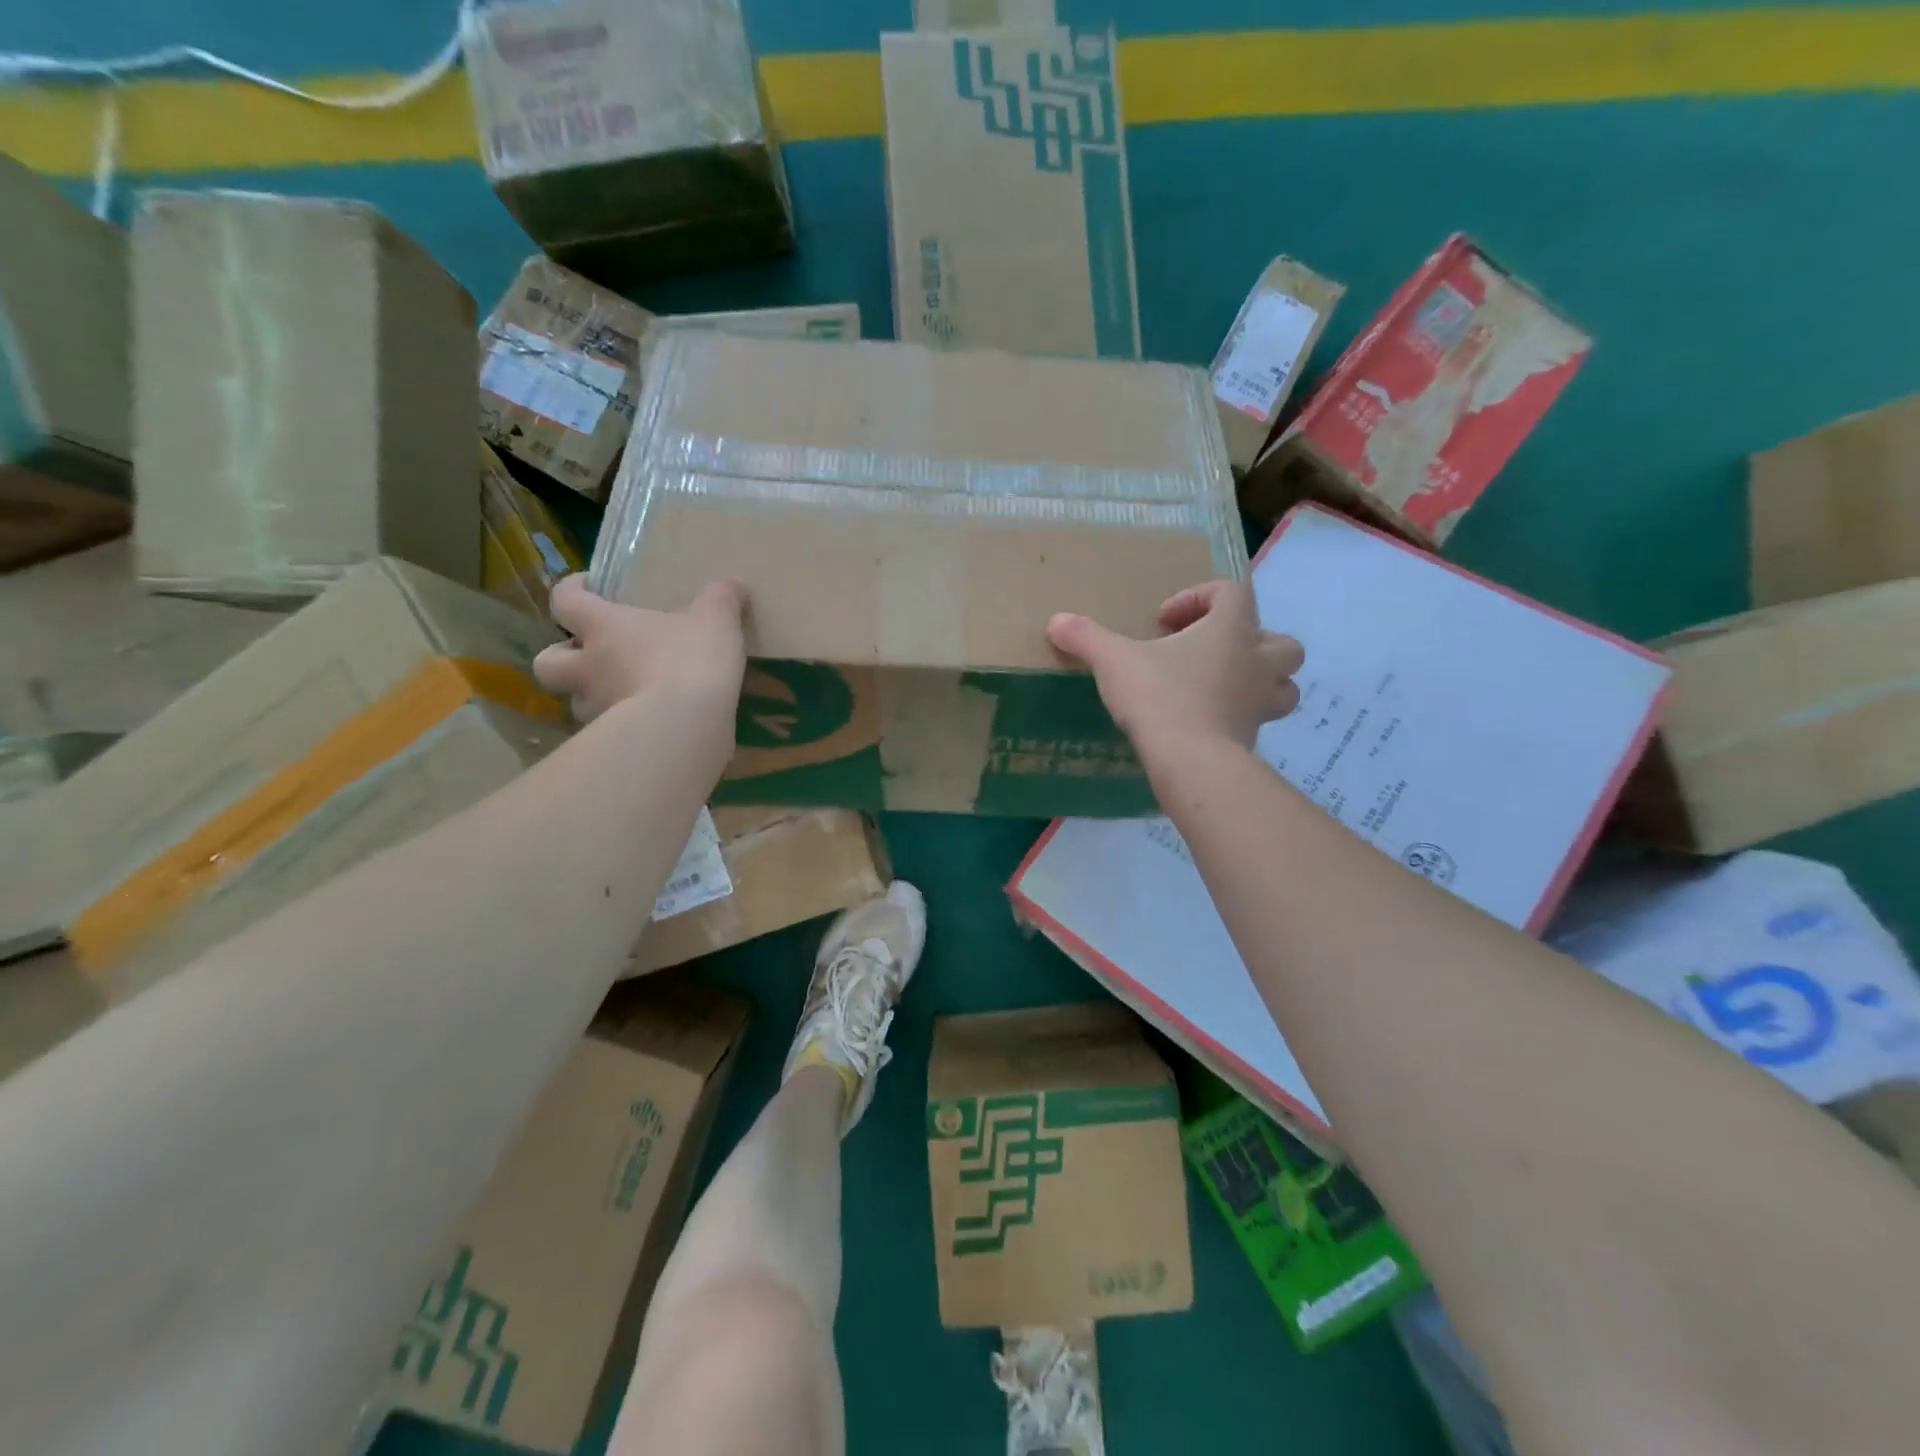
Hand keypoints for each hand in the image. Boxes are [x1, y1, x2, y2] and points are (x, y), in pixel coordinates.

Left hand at [533, 576, 747, 725]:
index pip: (565, 600)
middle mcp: (588, 668)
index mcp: (604, 628)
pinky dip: (623, 726)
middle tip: (591, 655)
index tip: (588, 586)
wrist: (686, 725)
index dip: (570, 589)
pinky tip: (651, 723)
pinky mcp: (616, 742)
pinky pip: (610, 731)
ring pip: (577, 701)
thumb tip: (734, 583)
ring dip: (593, 695)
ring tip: (625, 694)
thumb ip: (723, 599)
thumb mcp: (717, 620)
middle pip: (547, 662)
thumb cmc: (690, 660)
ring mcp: (597, 709)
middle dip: (561, 657)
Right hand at [1047, 581, 1302, 752]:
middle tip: (1206, 654)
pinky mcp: (1252, 737)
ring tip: (1219, 687)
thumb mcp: (1114, 661)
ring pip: (1283, 684)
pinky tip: (1205, 723)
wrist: (1191, 762)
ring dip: (1258, 680)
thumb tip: (1055, 622)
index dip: (1198, 597)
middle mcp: (1257, 662)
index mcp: (1231, 630)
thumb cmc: (1160, 697)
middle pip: (1278, 640)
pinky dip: (1238, 716)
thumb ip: (1086, 638)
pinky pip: (1257, 719)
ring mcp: (1260, 703)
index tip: (1164, 621)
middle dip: (1247, 641)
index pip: (1232, 592)